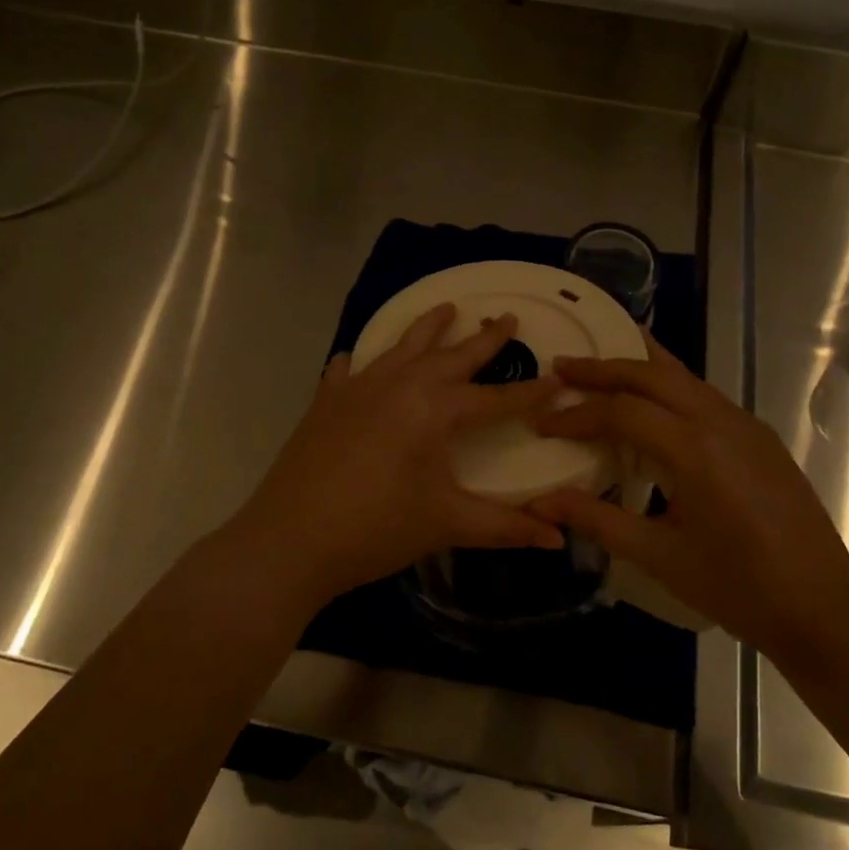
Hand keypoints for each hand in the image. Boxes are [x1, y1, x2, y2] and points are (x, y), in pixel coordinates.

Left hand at [227, 303, 563, 610]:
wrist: (289, 540)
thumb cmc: (376, 530)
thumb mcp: (445, 524)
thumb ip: (504, 526)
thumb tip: (558, 537)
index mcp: (434, 410)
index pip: (495, 398)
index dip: (529, 393)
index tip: (558, 379)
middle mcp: (400, 385)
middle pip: (451, 356)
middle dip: (483, 339)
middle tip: (506, 318)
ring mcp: (358, 388)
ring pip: (402, 347)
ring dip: (428, 329)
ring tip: (447, 309)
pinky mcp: (326, 402)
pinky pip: (348, 369)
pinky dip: (360, 361)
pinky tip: (356, 359)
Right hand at [527, 335, 848, 644]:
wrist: (824, 609)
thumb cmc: (738, 588)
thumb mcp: (659, 557)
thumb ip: (597, 519)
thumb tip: (540, 502)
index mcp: (696, 450)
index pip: (623, 412)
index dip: (577, 414)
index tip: (541, 422)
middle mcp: (722, 421)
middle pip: (652, 375)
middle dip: (602, 367)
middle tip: (561, 368)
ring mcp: (745, 424)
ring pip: (682, 376)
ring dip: (636, 367)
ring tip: (597, 367)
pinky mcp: (758, 435)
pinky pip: (702, 393)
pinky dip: (666, 384)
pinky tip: (650, 399)